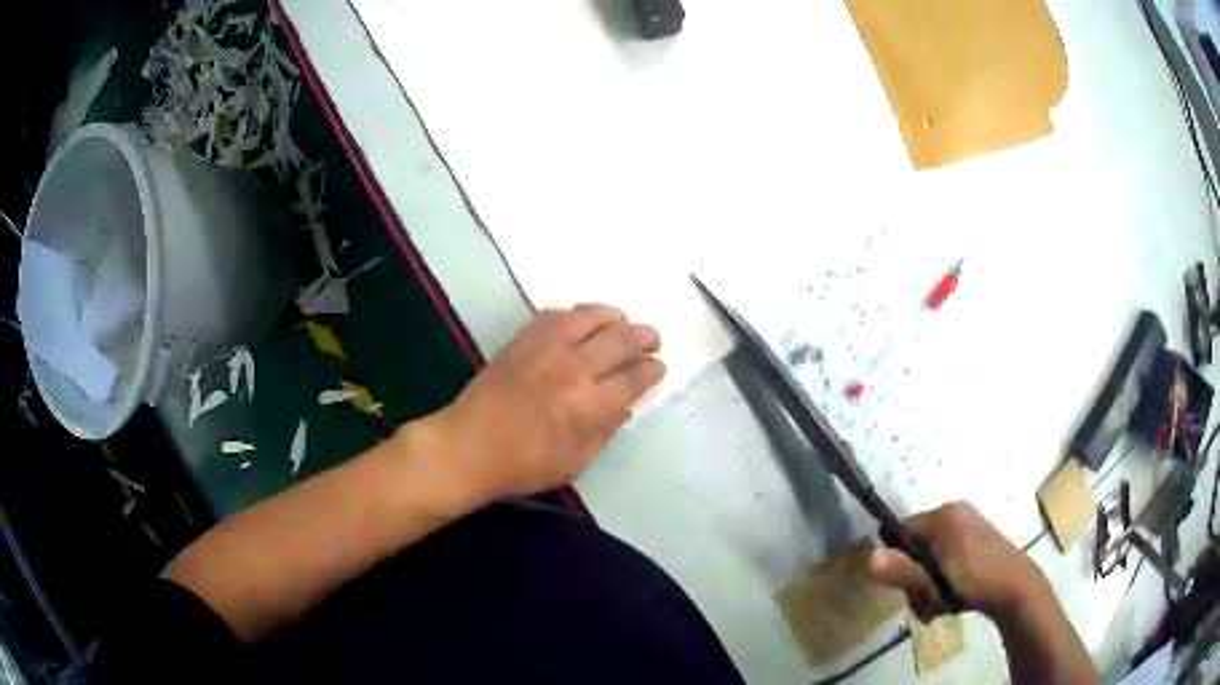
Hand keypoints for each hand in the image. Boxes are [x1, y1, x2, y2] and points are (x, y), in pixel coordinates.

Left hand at [432, 304, 664, 503]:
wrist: (468, 446)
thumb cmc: (522, 466)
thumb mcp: (573, 464)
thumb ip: (604, 433)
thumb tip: (624, 407)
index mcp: (589, 406)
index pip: (635, 377)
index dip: (652, 370)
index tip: (657, 367)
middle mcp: (573, 369)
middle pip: (622, 338)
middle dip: (645, 336)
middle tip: (650, 341)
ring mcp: (546, 348)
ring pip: (591, 315)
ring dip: (613, 316)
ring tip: (619, 324)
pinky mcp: (523, 339)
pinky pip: (556, 314)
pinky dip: (575, 315)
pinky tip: (579, 324)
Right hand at [868, 502, 1048, 620]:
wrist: (1015, 588)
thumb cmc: (972, 583)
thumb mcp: (932, 583)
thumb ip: (901, 571)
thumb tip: (867, 557)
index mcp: (944, 515)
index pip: (901, 529)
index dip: (896, 558)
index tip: (904, 584)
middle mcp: (955, 512)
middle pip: (916, 544)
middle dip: (914, 575)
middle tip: (923, 598)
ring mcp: (969, 524)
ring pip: (932, 554)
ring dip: (928, 581)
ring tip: (937, 602)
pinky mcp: (978, 538)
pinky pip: (948, 555)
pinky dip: (943, 575)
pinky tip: (950, 595)